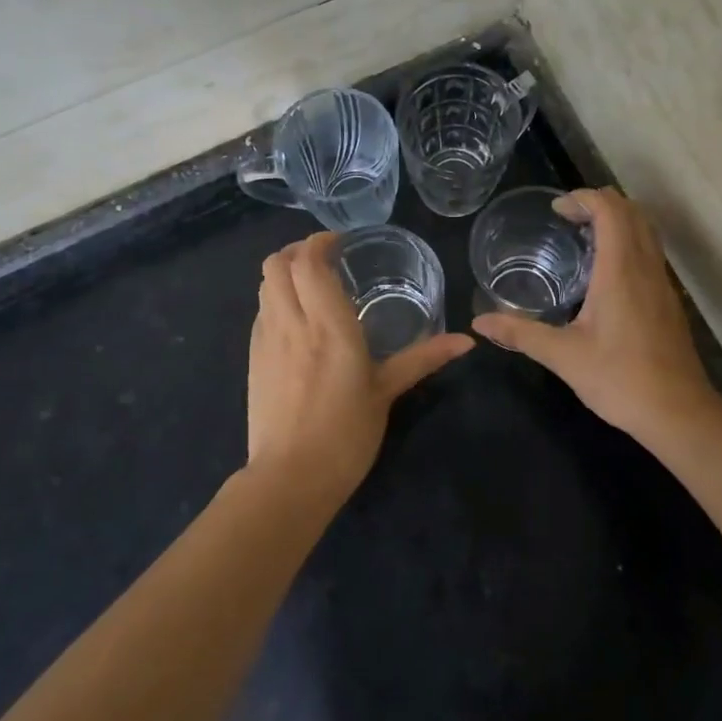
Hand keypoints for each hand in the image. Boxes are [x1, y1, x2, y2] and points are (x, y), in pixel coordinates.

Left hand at [246, 232, 472, 506]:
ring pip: (264, 285)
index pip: (308, 262)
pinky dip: (276, 298)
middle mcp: (292, 323)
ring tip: (311, 284)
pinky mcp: (254, 358)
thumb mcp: (387, 392)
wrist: (290, 478)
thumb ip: (423, 359)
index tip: (340, 242)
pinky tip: (297, 320)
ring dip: (284, 272)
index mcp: (329, 326)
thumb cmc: (346, 434)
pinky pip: (261, 311)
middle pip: (276, 263)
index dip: (319, 241)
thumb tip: (467, 341)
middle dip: (296, 250)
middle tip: (324, 258)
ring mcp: (266, 340)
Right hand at [472, 188, 714, 440]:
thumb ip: (521, 333)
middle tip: (567, 219)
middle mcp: (646, 267)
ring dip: (618, 221)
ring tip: (584, 238)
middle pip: (632, 211)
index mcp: (620, 270)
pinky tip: (605, 274)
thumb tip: (479, 323)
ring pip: (646, 230)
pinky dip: (629, 243)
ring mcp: (662, 283)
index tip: (557, 210)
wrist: (678, 412)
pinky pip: (651, 252)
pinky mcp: (669, 301)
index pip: (610, 209)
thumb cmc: (620, 379)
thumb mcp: (563, 356)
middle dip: (600, 203)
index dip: (583, 198)